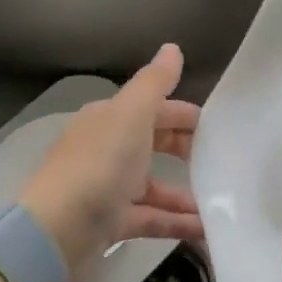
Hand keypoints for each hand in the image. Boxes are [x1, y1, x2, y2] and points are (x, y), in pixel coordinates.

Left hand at [17, 44, 202, 281]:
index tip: (220, 129)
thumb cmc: (98, 166)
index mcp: (109, 121)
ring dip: (188, 194)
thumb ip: (155, 83)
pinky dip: (178, 223)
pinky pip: (153, 219)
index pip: (153, 110)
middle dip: (188, 152)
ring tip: (225, 203)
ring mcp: (109, 189)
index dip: (185, 115)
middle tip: (225, 163)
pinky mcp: (112, 224)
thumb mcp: (131, 115)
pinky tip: (208, 230)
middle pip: (155, 146)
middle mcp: (107, 151)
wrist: (57, 233)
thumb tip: (173, 48)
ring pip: (156, 187)